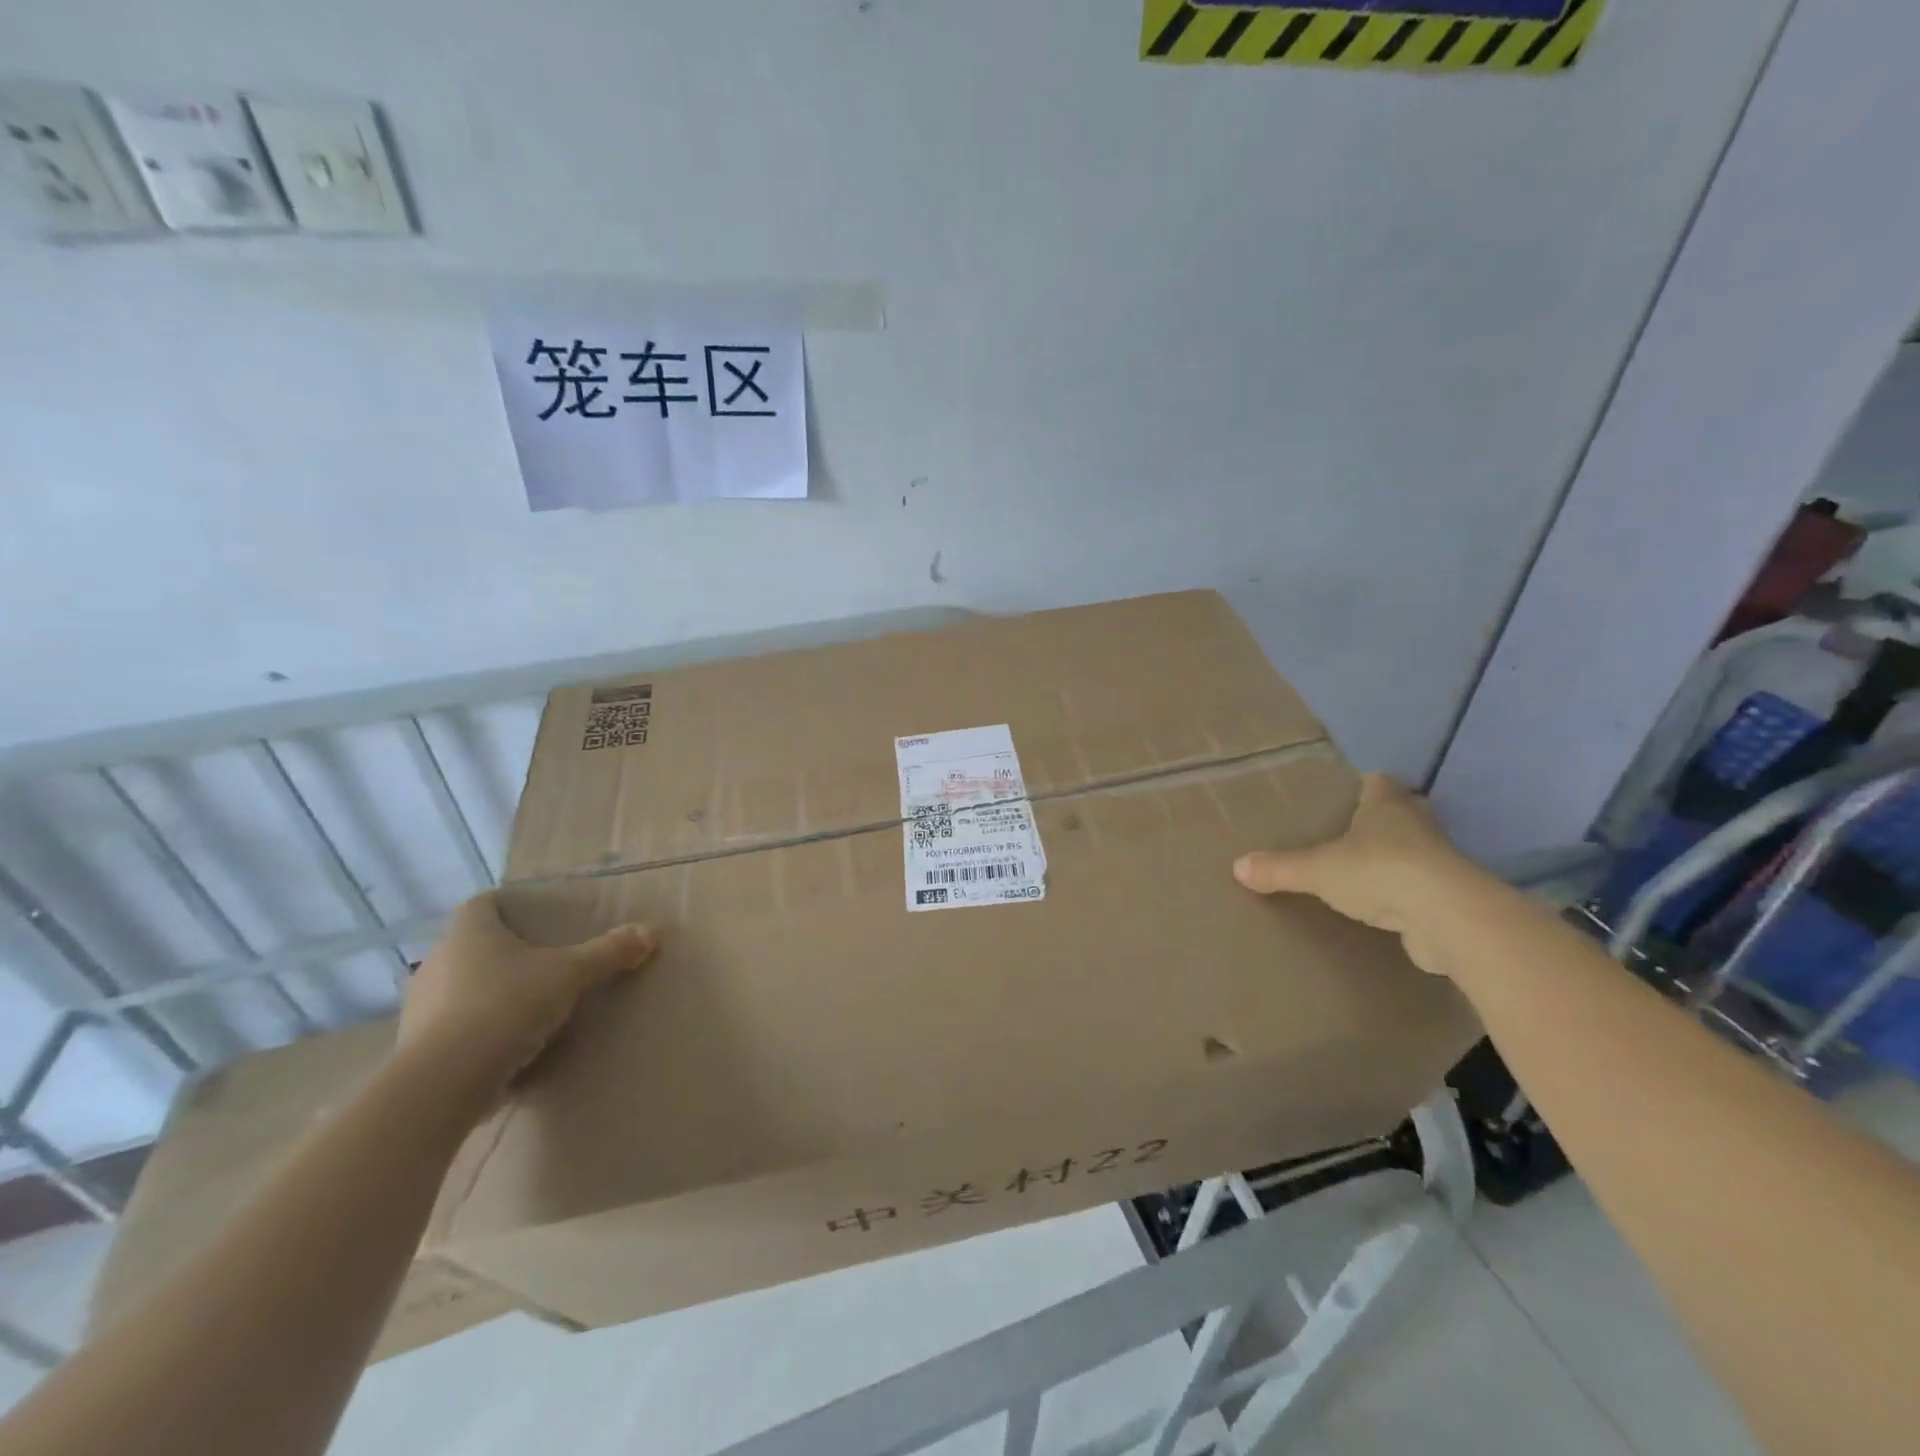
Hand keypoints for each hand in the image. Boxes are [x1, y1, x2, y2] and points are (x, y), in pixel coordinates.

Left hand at [399, 893, 654, 1098]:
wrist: (446, 1080)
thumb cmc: (507, 1004)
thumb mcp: (571, 974)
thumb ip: (609, 952)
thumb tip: (651, 931)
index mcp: (470, 933)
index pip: (481, 903)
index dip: (505, 905)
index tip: (530, 915)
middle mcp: (438, 961)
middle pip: (470, 946)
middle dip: (501, 953)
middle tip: (539, 962)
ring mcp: (420, 1006)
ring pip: (457, 988)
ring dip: (484, 994)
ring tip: (524, 1007)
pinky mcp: (416, 1048)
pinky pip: (451, 1028)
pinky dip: (474, 1032)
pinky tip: (502, 1046)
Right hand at [1233, 773, 1472, 973]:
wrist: (1448, 918)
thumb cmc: (1381, 872)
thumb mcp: (1318, 870)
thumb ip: (1279, 868)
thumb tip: (1237, 866)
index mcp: (1387, 805)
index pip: (1377, 782)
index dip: (1361, 785)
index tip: (1341, 795)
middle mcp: (1418, 824)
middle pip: (1399, 813)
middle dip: (1378, 820)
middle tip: (1345, 833)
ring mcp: (1438, 861)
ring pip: (1412, 850)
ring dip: (1393, 858)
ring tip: (1359, 870)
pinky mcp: (1448, 896)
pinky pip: (1420, 887)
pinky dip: (1404, 893)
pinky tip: (1382, 906)